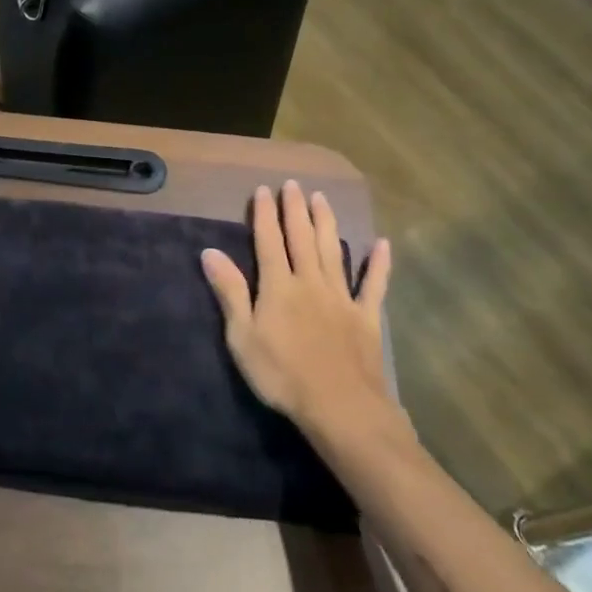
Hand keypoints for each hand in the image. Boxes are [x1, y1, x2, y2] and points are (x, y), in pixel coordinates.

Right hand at [201, 181, 406, 444]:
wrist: (340, 406)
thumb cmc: (282, 374)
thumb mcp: (242, 336)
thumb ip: (230, 292)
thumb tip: (209, 252)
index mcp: (278, 286)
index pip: (268, 241)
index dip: (264, 215)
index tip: (263, 190)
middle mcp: (310, 282)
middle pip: (302, 238)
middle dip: (295, 210)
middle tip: (294, 184)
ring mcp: (341, 297)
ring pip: (333, 251)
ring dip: (327, 223)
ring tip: (322, 198)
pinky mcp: (366, 317)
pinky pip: (373, 284)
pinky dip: (378, 264)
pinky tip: (381, 244)